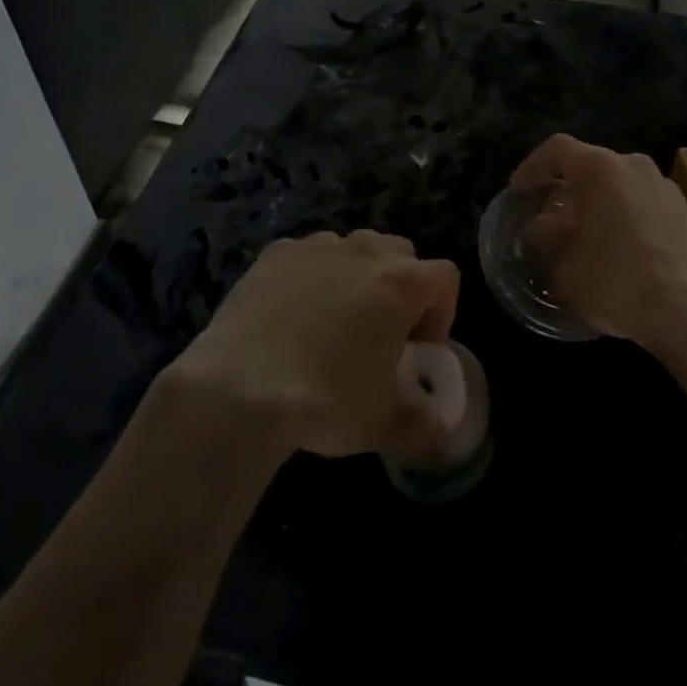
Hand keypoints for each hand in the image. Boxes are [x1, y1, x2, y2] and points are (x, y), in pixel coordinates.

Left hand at [167, 231, 459, 457]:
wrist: (242, 385)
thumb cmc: (327, 399)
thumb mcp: (381, 424)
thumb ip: (421, 428)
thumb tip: (443, 439)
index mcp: (402, 284)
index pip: (444, 277)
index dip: (442, 310)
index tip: (421, 346)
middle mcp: (365, 251)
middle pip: (400, 253)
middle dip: (400, 285)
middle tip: (382, 331)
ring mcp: (318, 246)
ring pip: (352, 248)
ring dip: (355, 276)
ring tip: (333, 321)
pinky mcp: (277, 253)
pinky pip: (306, 256)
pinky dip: (309, 276)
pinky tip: (290, 315)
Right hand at [510, 135, 686, 345]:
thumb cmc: (616, 281)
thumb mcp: (564, 268)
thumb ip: (545, 240)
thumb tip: (543, 227)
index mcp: (600, 169)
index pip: (557, 148)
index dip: (532, 166)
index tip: (519, 191)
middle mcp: (635, 166)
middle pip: (593, 165)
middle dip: (570, 188)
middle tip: (553, 216)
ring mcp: (667, 188)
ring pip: (623, 185)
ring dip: (603, 204)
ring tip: (591, 236)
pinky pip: (648, 206)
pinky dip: (631, 220)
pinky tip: (626, 254)